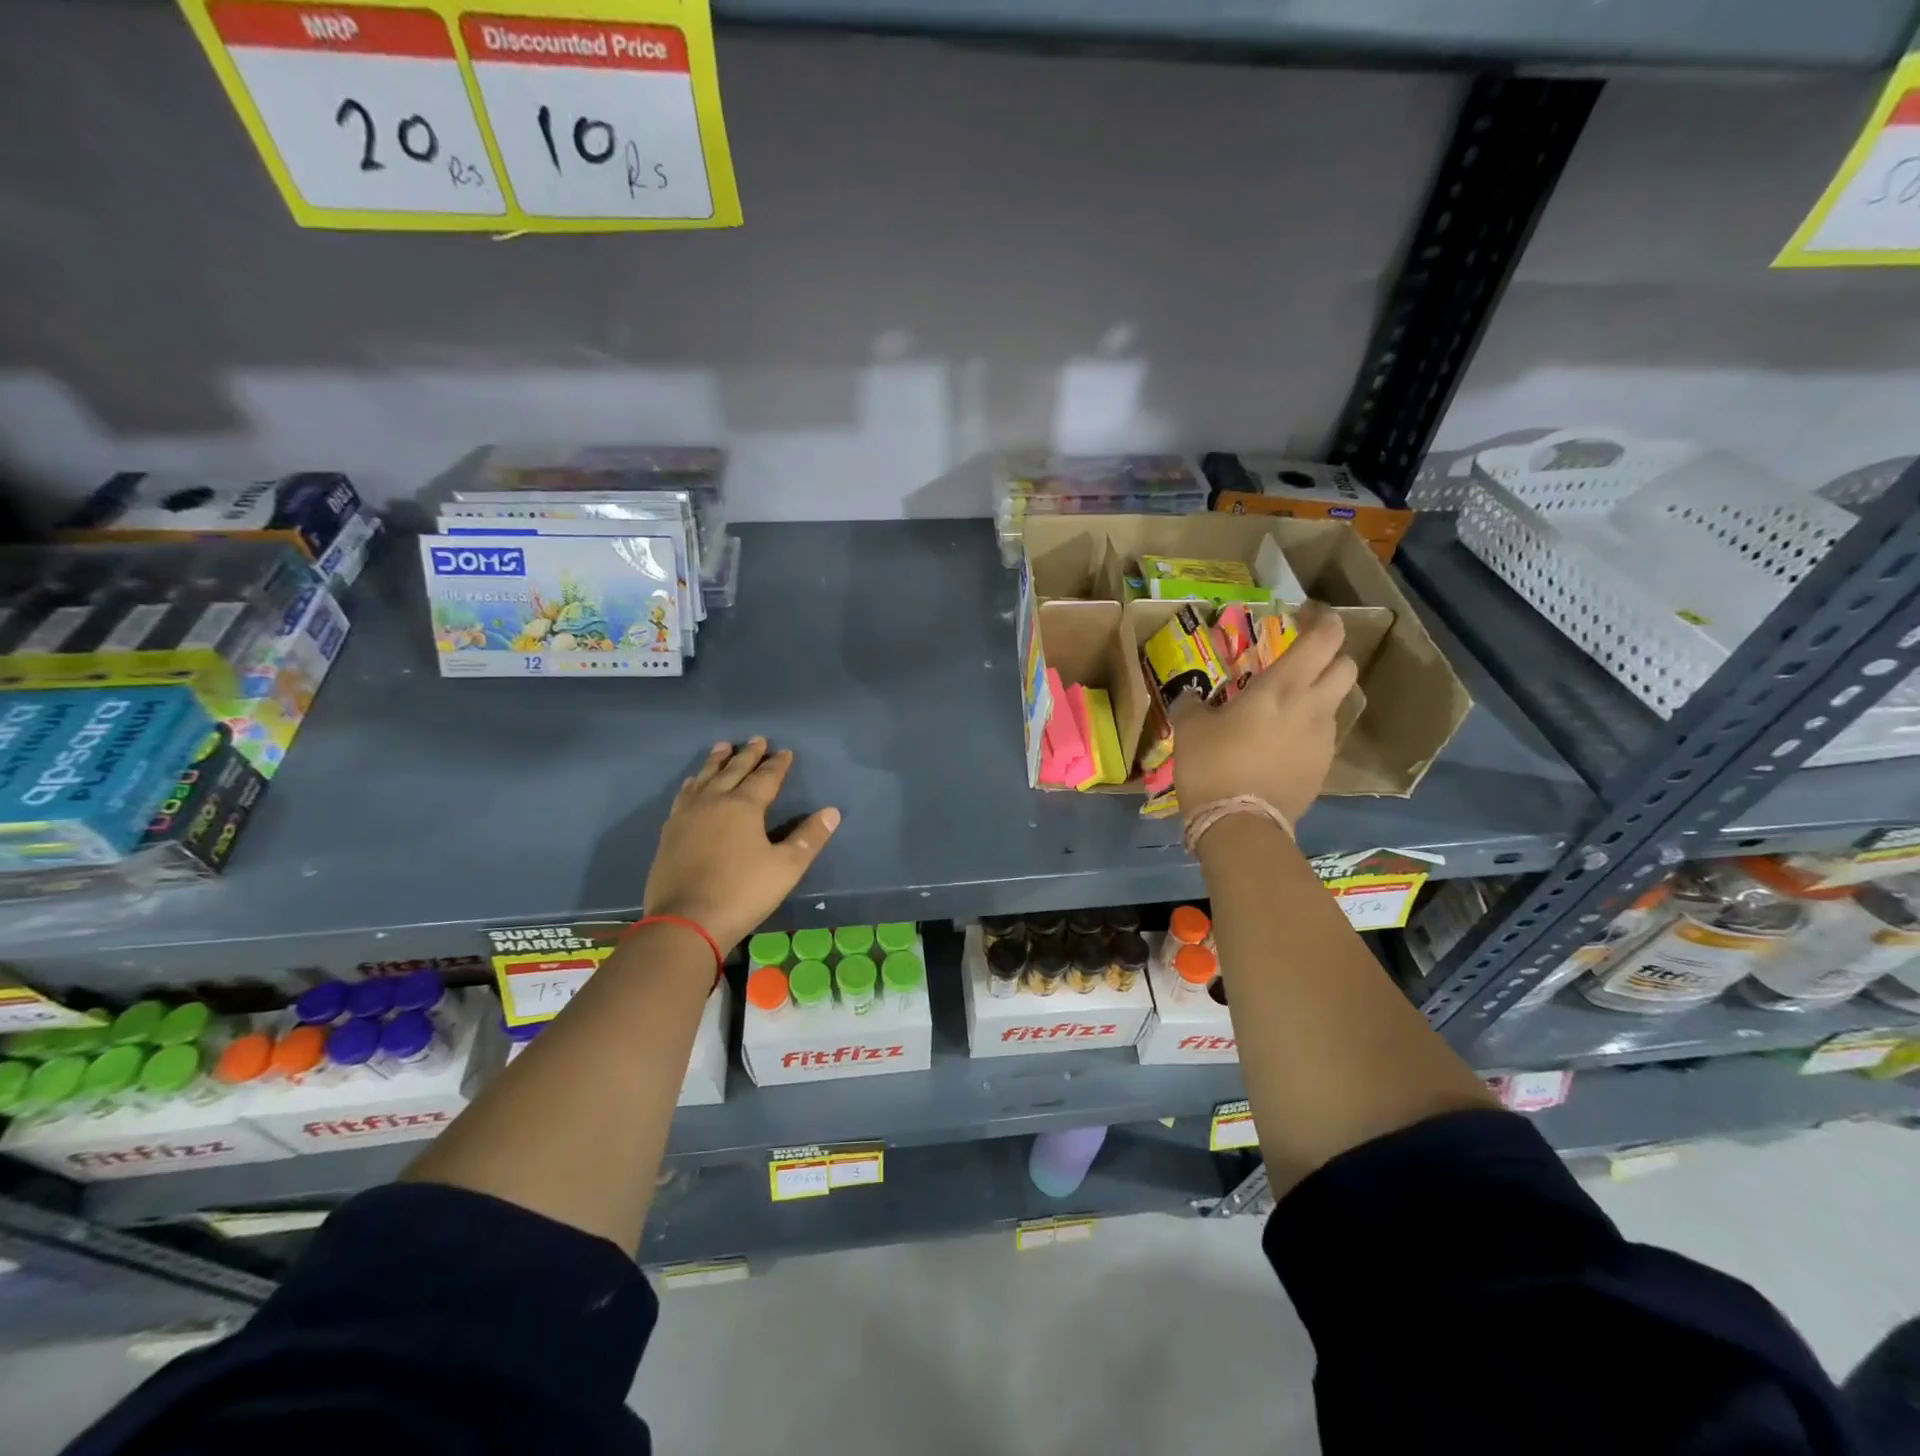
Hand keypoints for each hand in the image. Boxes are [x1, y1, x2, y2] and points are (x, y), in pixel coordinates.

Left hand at [642, 739, 840, 953]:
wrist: (686, 921)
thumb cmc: (742, 892)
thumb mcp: (786, 867)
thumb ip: (809, 838)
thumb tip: (832, 812)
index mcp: (744, 807)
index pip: (766, 778)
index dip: (777, 764)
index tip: (785, 751)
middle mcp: (714, 802)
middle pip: (733, 771)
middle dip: (747, 755)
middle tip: (756, 739)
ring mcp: (688, 816)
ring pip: (705, 778)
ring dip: (716, 761)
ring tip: (722, 747)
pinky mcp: (670, 833)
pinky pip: (683, 796)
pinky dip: (693, 784)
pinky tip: (692, 783)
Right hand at [1169, 604, 1357, 826]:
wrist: (1239, 825)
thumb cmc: (1213, 766)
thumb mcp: (1190, 729)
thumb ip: (1192, 705)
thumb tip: (1190, 697)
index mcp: (1282, 687)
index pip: (1326, 637)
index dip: (1323, 619)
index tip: (1304, 615)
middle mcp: (1313, 707)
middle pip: (1346, 666)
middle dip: (1329, 657)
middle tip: (1300, 662)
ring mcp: (1323, 740)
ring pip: (1337, 703)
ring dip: (1320, 696)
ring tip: (1286, 709)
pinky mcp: (1323, 768)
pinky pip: (1323, 737)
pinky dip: (1309, 731)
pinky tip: (1282, 745)